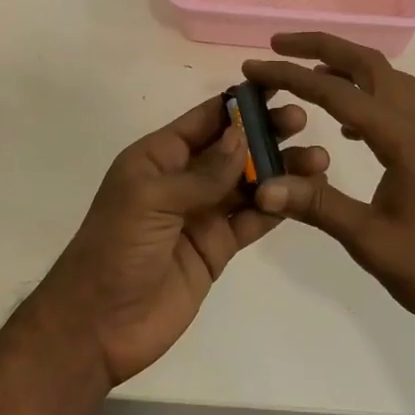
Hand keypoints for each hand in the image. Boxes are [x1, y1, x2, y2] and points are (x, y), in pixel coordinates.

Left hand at [34, 92, 327, 387]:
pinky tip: (306, 194)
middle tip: (302, 123)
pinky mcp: (218, 247)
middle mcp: (183, 179)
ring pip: (250, 182)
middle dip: (266, 133)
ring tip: (316, 160)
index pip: (205, 120)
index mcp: (159, 157)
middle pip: (233, 148)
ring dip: (281, 169)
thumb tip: (243, 136)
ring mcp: (203, 214)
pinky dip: (279, 205)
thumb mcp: (150, 200)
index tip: (278, 87)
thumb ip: (201, 172)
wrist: (98, 327)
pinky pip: (253, 219)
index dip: (239, 103)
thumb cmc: (114, 249)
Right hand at [242, 33, 414, 339]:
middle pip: (370, 65)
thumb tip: (262, 184)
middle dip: (323, 47)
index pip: (338, 93)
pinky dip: (366, 96)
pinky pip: (396, 104)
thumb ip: (318, 206)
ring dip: (348, 67)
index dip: (291, 76)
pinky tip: (348, 125)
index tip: (254, 68)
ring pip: (387, 80)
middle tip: (279, 45)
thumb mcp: (371, 241)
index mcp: (401, 139)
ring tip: (309, 76)